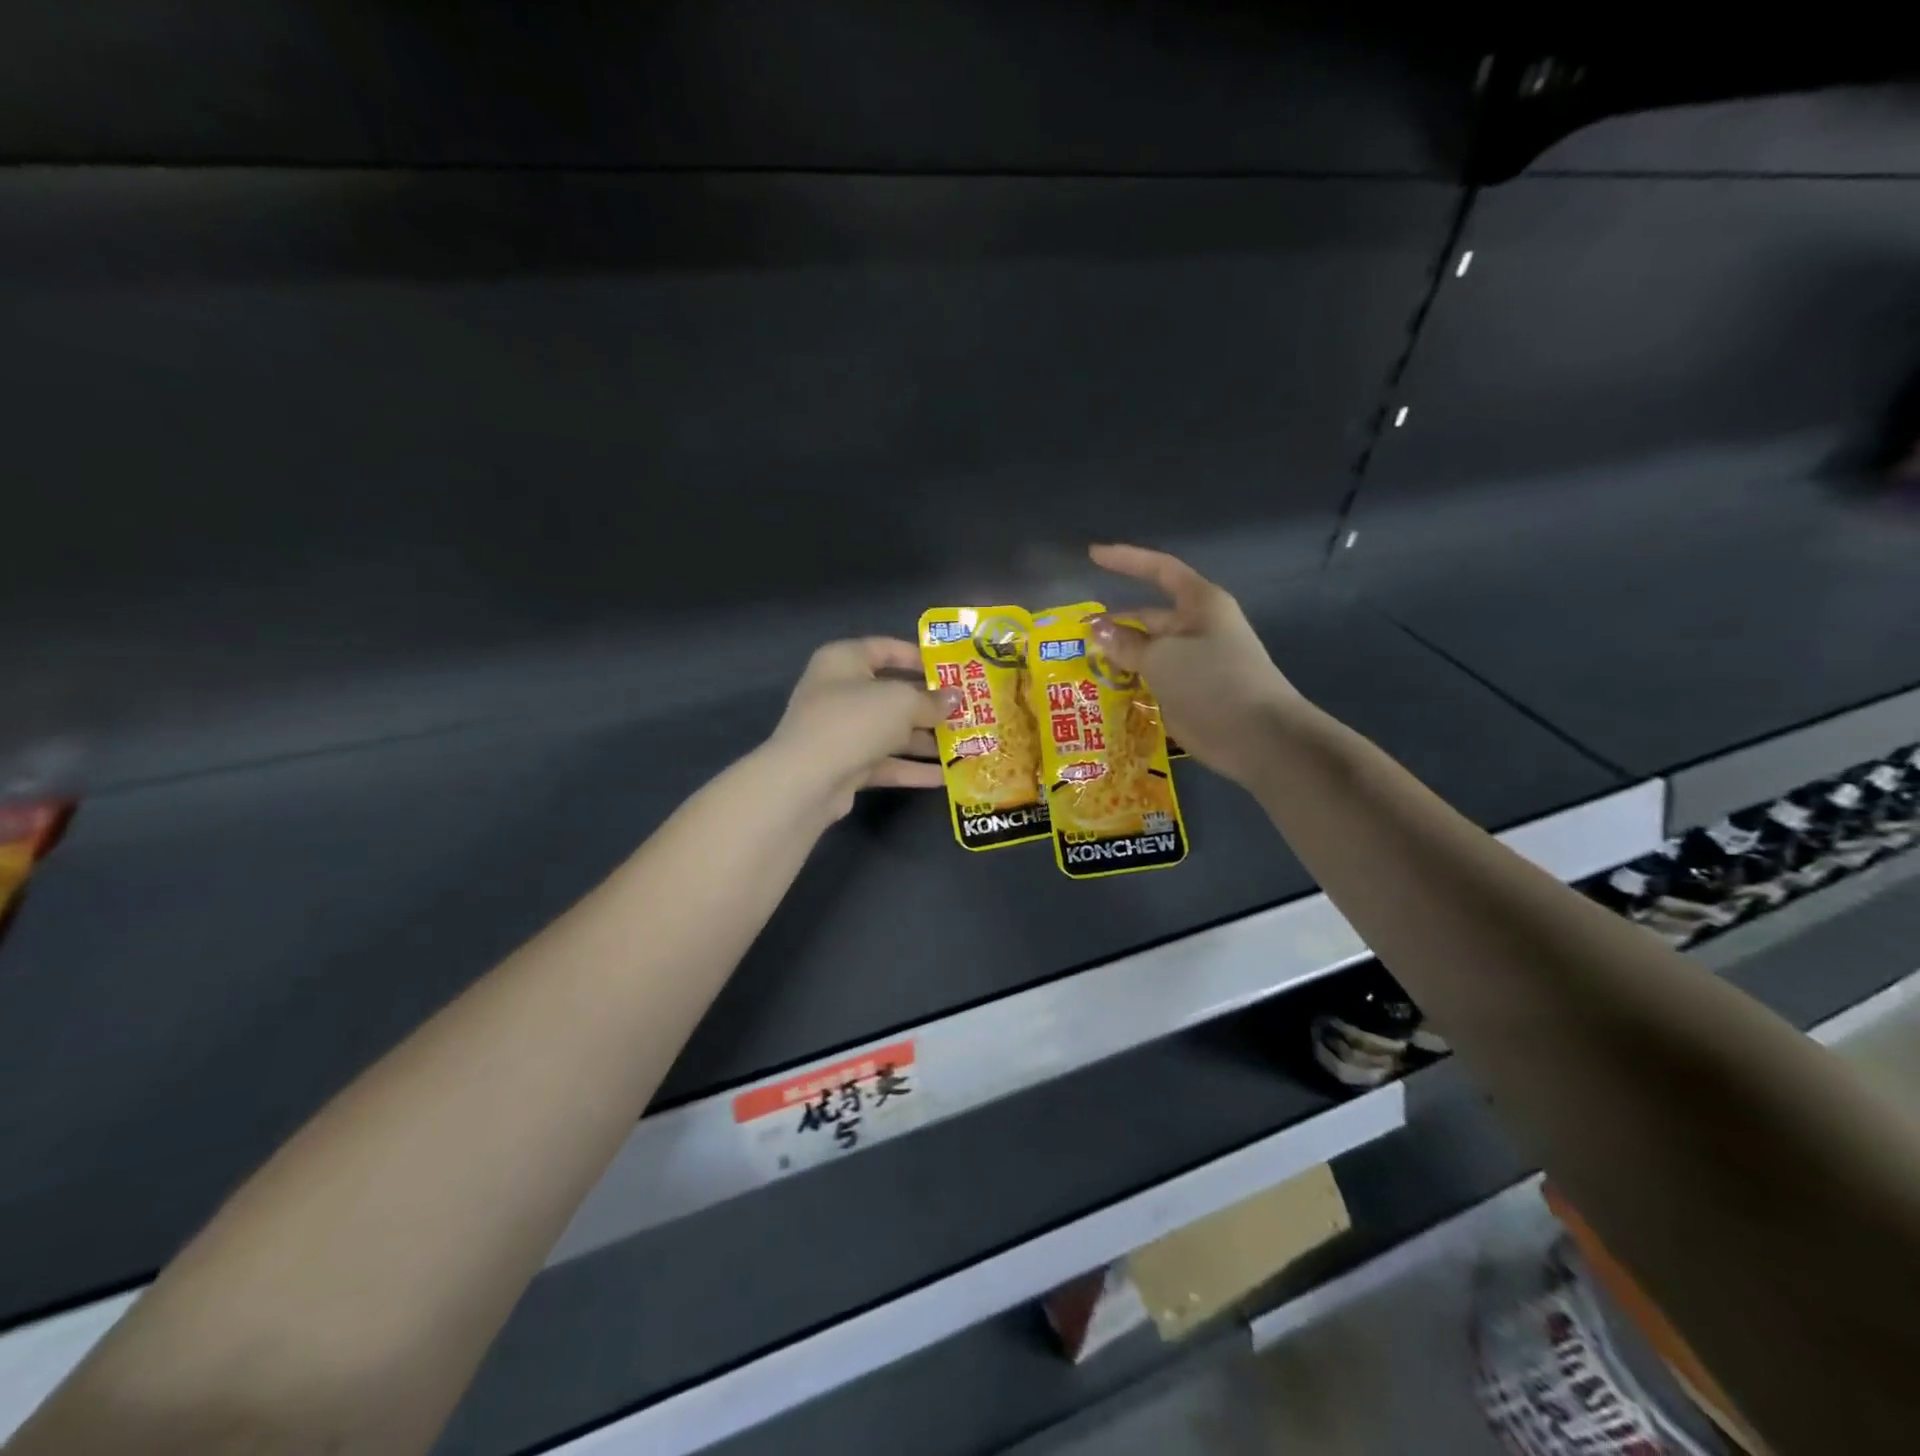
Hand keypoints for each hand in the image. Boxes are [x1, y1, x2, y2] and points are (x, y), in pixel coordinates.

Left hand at [767, 638, 956, 819]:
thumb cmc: (854, 721)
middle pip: (892, 694)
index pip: (885, 648)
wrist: (807, 780)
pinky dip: (912, 768)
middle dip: (929, 705)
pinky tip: (946, 778)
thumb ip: (931, 700)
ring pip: (891, 732)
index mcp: (844, 661)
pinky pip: (885, 762)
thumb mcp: (901, 702)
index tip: (951, 668)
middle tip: (968, 711)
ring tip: (966, 745)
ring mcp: (841, 731)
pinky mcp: (845, 766)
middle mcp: (839, 692)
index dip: (918, 656)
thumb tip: (955, 698)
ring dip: (926, 740)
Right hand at [1088, 544, 1304, 786]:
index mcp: (1199, 605)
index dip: (1126, 560)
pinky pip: (1152, 681)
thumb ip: (1126, 643)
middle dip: (1114, 624)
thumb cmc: (1213, 681)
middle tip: (1075, 637)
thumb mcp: (1162, 657)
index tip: (1092, 556)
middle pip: (1149, 616)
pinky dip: (1129, 685)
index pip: (1159, 570)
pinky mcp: (1189, 694)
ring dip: (1118, 659)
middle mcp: (1197, 629)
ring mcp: (1194, 663)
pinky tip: (1101, 693)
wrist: (1258, 736)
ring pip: (1147, 653)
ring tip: (1079, 666)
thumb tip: (1096, 628)